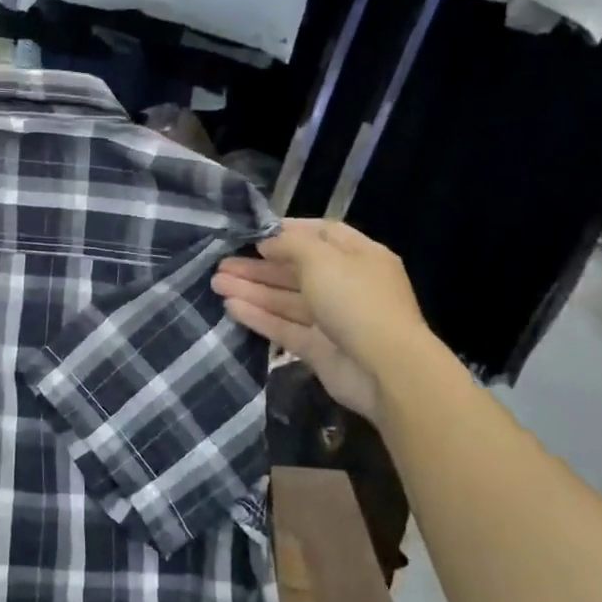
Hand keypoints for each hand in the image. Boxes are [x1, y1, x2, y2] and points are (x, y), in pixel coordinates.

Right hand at [212, 220, 435, 421]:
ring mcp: (333, 319)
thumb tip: (268, 242)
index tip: (253, 234)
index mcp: (359, 256)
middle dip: (259, 265)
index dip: (288, 232)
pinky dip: (259, 316)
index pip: (322, 234)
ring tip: (216, 283)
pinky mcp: (319, 348)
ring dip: (252, 290)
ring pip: (286, 299)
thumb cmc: (356, 300)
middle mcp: (347, 285)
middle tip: (221, 263)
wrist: (385, 369)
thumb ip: (291, 244)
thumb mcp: (322, 258)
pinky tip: (231, 307)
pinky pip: (285, 327)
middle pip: (297, 270)